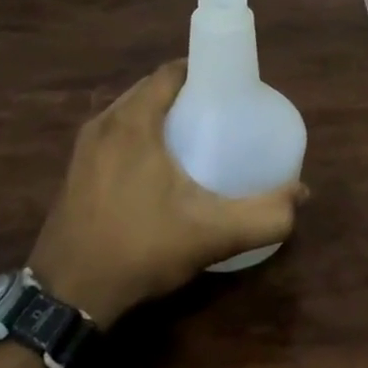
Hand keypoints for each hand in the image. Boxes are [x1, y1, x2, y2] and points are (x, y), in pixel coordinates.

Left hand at [26, 60, 306, 326]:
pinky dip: (138, 133)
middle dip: (185, 92)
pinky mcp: (75, 170)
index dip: (201, 70)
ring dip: (160, 113)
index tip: (229, 86)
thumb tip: (301, 195)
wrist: (67, 297)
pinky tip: (157, 165)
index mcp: (133, 121)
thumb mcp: (210, 234)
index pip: (170, 72)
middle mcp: (104, 122)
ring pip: (130, 111)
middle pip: (151, 89)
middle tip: (219, 112)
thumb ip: (262, 215)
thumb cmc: (140, 249)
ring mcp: (84, 147)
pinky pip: (114, 132)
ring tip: (194, 135)